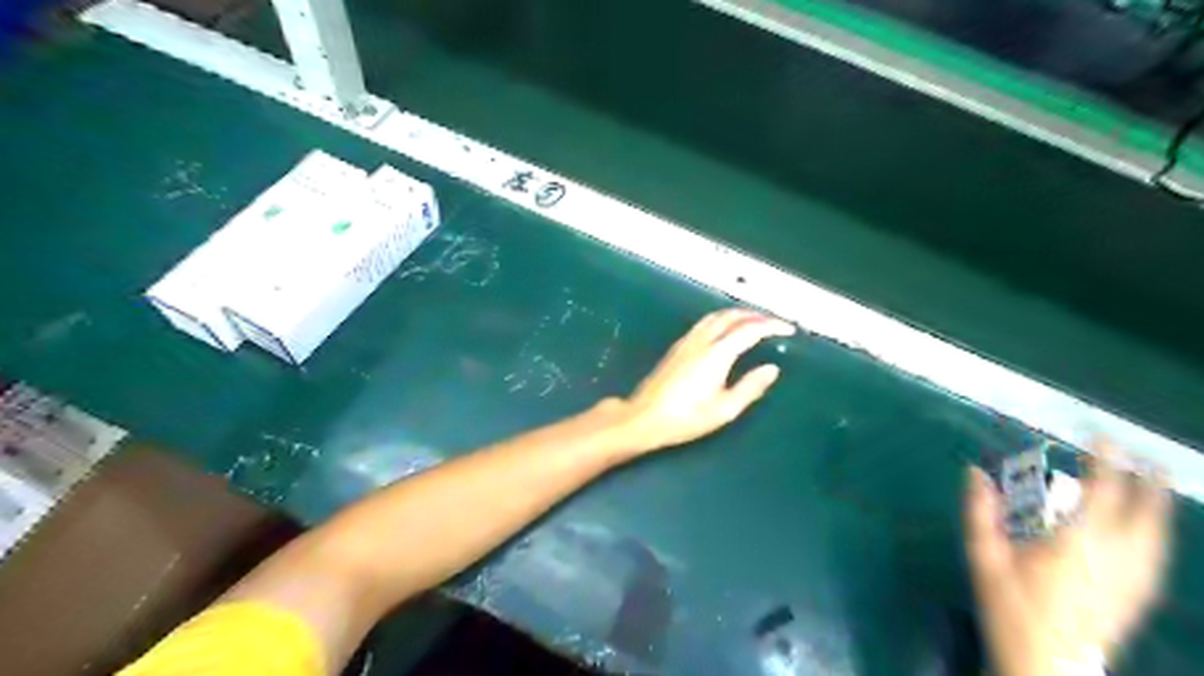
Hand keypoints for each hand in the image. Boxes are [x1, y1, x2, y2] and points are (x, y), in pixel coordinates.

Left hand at [616, 309, 795, 452]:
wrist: (644, 417)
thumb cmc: (686, 418)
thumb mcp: (724, 410)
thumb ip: (750, 387)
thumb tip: (772, 368)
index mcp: (717, 354)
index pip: (750, 330)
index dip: (772, 326)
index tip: (788, 329)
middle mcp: (702, 340)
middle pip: (731, 316)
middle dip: (755, 314)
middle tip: (774, 322)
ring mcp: (686, 342)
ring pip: (715, 316)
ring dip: (737, 314)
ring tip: (753, 321)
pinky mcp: (677, 347)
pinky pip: (704, 323)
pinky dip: (722, 319)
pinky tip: (725, 331)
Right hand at [966, 441, 1177, 672]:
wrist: (1047, 666)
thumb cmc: (1012, 609)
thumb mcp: (985, 558)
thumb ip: (980, 513)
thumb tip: (974, 472)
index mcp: (1076, 544)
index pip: (1102, 495)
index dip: (1105, 464)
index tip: (1101, 439)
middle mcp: (1114, 558)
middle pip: (1144, 514)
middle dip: (1146, 483)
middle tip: (1143, 458)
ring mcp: (1133, 581)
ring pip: (1158, 537)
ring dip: (1158, 507)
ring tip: (1155, 486)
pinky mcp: (1137, 598)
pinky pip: (1157, 558)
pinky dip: (1159, 536)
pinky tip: (1154, 532)